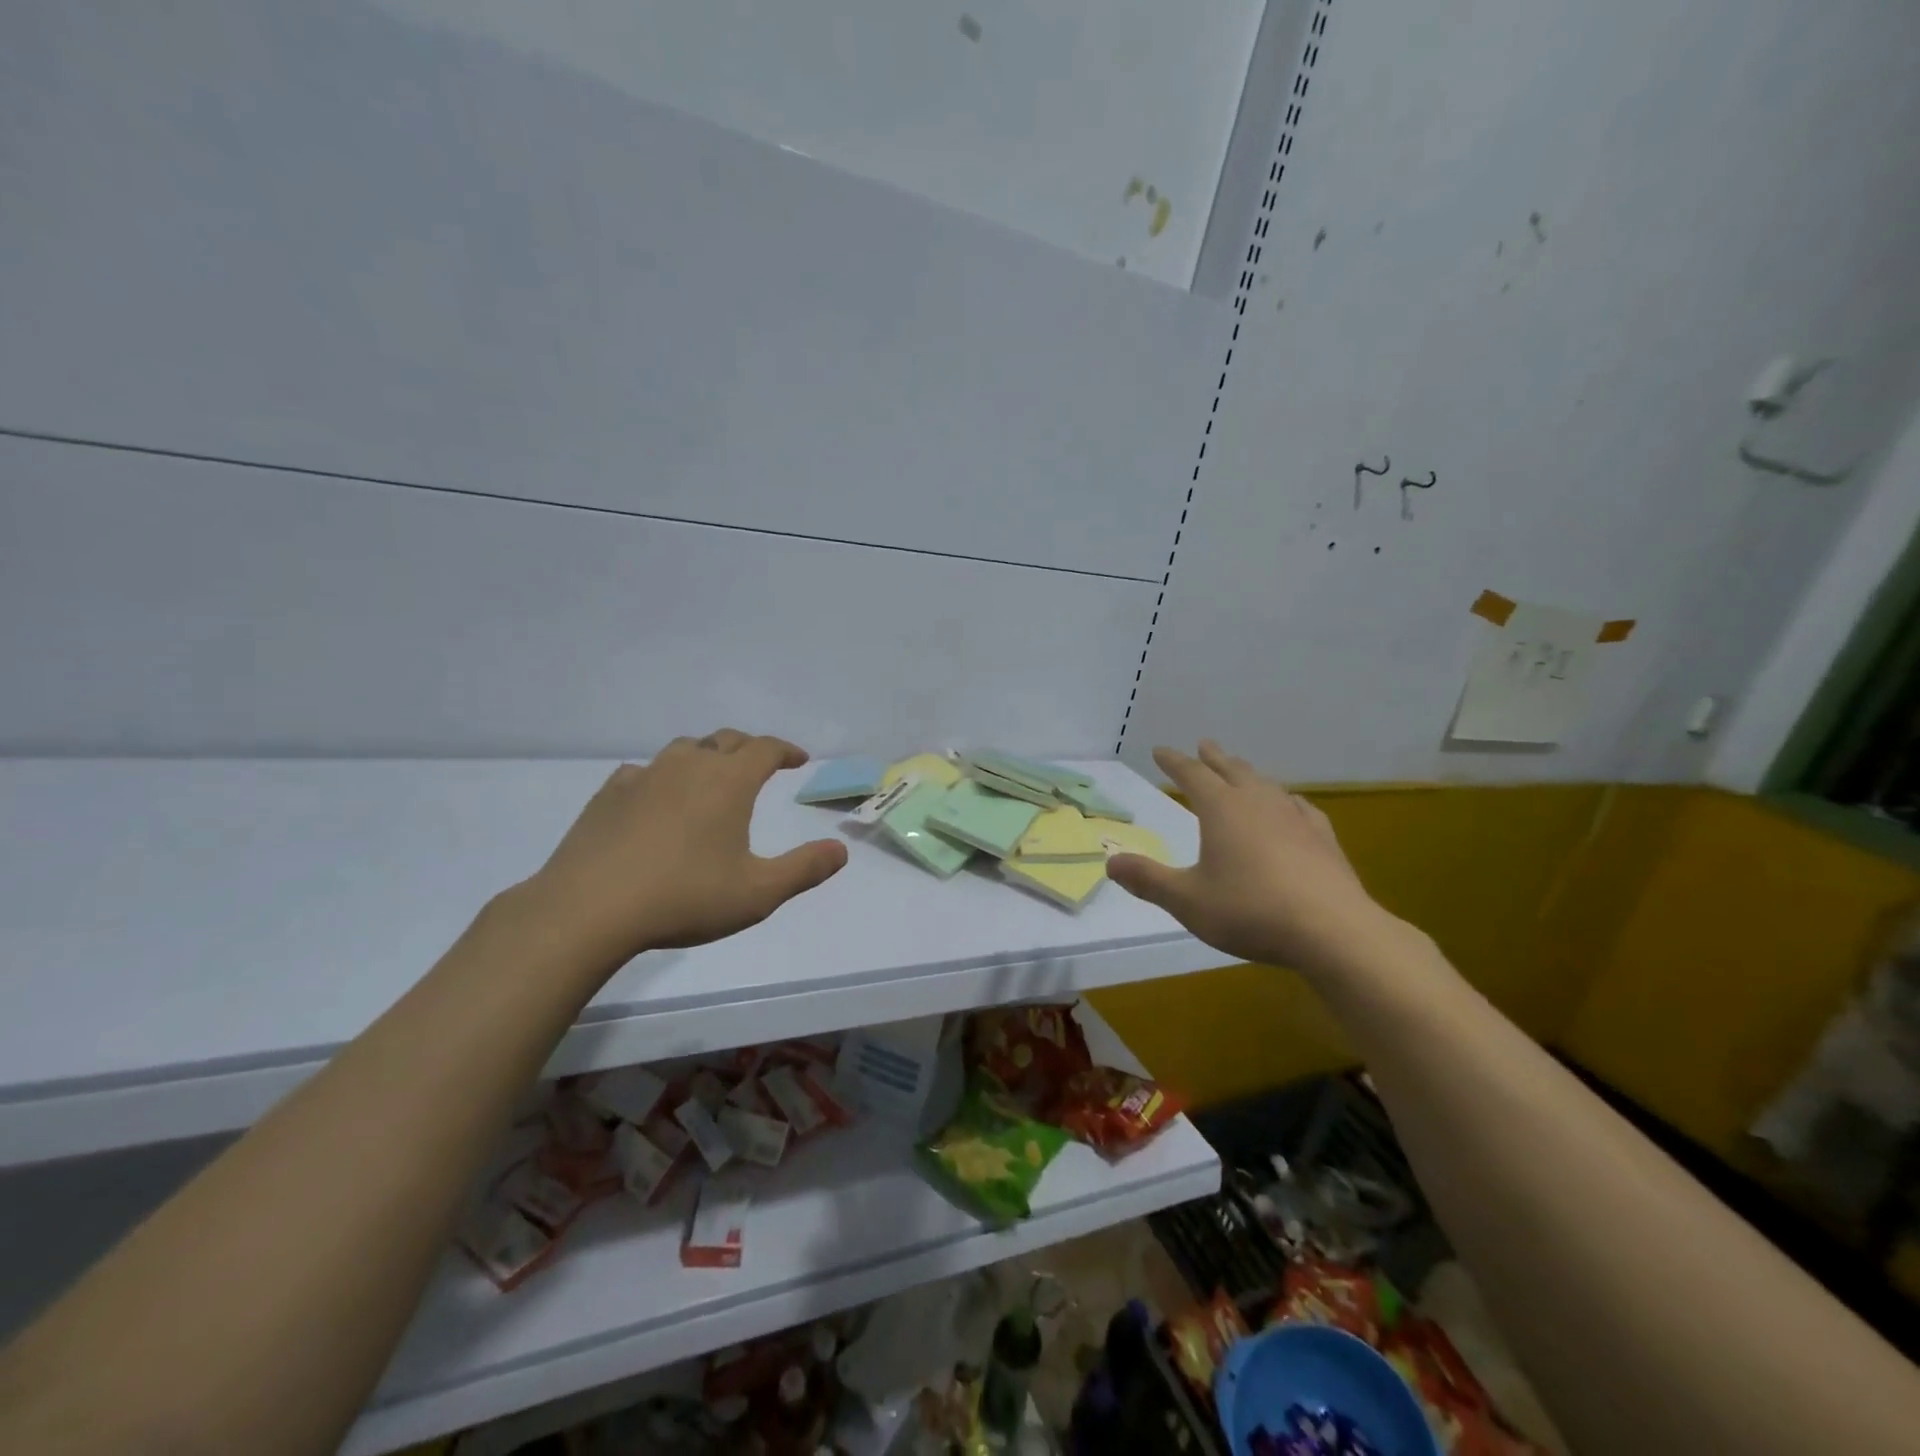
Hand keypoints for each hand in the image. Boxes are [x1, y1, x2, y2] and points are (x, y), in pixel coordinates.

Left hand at [516, 730, 847, 971]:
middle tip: (760, 764)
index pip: (765, 749)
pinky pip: (645, 772)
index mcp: (728, 782)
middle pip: (725, 740)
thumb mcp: (757, 893)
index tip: (798, 759)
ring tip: (711, 777)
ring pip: (684, 749)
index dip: (786, 750)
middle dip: (749, 748)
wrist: (587, 909)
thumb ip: (804, 869)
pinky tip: (656, 799)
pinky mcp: (609, 794)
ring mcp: (644, 776)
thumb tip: (841, 850)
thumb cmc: (683, 898)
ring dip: (706, 756)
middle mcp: (688, 766)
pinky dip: (662, 777)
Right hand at [1105, 740, 1392, 978]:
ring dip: (1248, 773)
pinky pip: (1299, 807)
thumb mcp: (1187, 900)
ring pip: (1266, 784)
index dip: (1174, 762)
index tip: (1161, 751)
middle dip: (1213, 758)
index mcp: (1222, 810)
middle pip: (1232, 770)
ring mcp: (1295, 818)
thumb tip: (1110, 863)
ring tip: (1241, 770)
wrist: (1332, 930)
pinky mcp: (1322, 839)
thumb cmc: (1250, 911)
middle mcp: (1258, 803)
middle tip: (1204, 744)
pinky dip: (1286, 799)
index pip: (1192, 775)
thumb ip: (1148, 880)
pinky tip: (1292, 805)